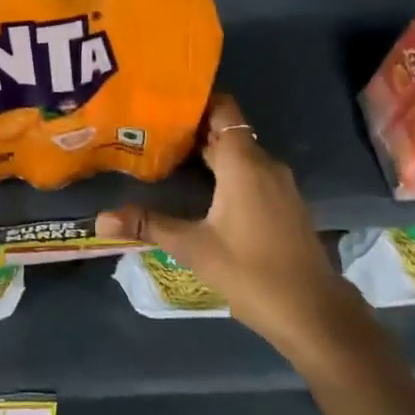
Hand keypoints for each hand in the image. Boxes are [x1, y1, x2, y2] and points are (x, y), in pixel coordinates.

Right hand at [97, 94, 368, 363]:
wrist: (314, 313)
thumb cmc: (252, 272)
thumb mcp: (193, 248)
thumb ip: (148, 226)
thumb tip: (100, 218)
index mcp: (243, 162)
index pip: (222, 109)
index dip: (194, 102)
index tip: (160, 104)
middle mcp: (264, 163)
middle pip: (226, 130)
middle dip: (191, 129)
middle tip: (150, 132)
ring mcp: (278, 184)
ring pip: (238, 153)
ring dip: (207, 153)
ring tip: (167, 157)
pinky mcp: (284, 204)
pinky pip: (250, 172)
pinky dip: (225, 172)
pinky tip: (199, 189)